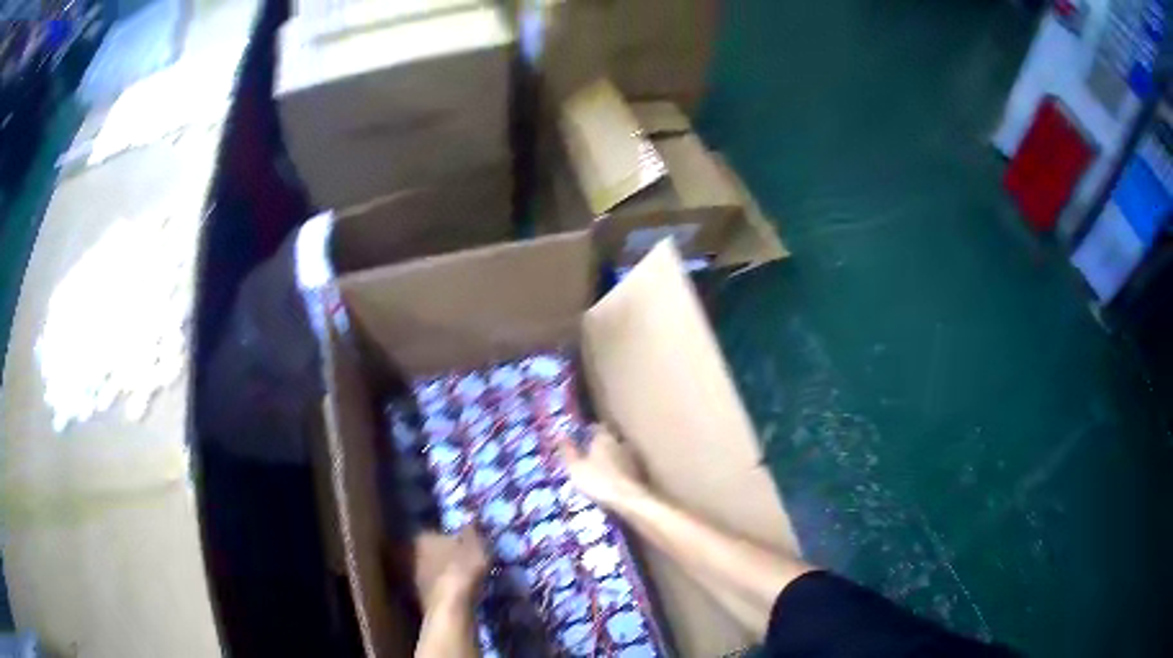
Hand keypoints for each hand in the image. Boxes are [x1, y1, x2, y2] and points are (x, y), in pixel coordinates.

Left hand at [414, 527, 487, 607]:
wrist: (450, 606)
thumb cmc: (463, 569)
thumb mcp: (475, 545)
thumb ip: (472, 530)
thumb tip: (470, 517)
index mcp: (423, 537)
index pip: (436, 532)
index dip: (452, 538)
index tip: (466, 544)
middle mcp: (413, 554)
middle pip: (433, 551)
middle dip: (446, 555)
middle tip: (466, 561)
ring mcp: (415, 577)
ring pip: (433, 569)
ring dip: (446, 573)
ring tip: (467, 579)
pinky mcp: (421, 596)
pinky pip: (437, 587)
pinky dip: (446, 588)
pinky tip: (460, 593)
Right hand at [557, 424, 647, 510]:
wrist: (628, 499)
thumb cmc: (598, 480)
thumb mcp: (575, 467)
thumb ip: (568, 450)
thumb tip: (560, 434)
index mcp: (604, 437)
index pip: (596, 427)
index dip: (588, 431)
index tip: (581, 437)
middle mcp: (620, 442)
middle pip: (609, 438)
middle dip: (600, 444)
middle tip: (589, 453)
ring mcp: (632, 456)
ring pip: (618, 451)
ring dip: (610, 457)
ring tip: (600, 467)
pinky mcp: (639, 470)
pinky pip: (625, 465)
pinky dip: (618, 469)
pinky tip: (612, 479)